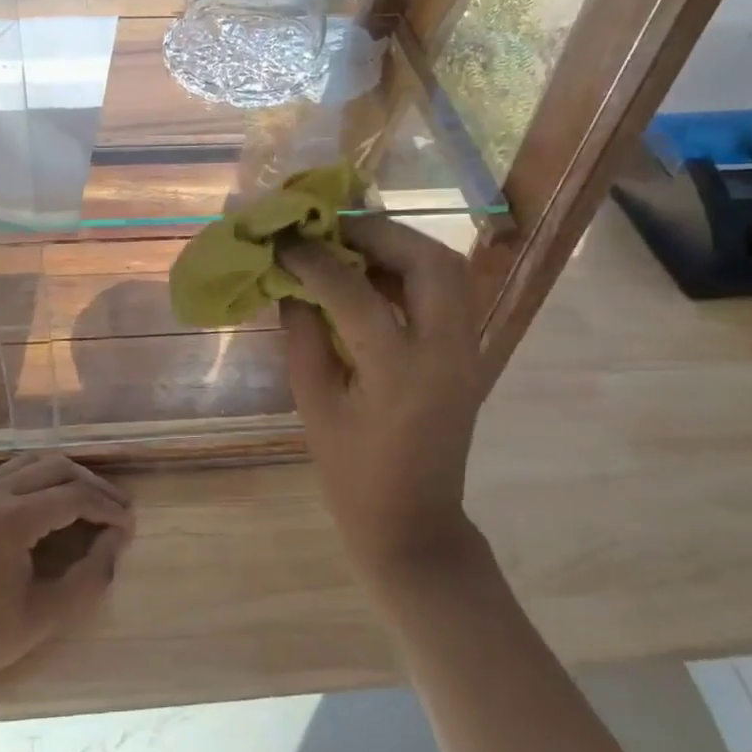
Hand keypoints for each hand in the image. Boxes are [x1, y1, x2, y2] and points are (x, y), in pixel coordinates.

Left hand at [0, 453, 132, 705]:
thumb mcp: (45, 616)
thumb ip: (91, 576)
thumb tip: (119, 540)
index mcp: (11, 518)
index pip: (74, 495)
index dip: (108, 507)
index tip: (129, 526)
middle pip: (54, 466)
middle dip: (90, 484)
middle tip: (115, 508)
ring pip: (26, 464)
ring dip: (61, 476)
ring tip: (86, 500)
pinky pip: (2, 477)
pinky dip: (32, 482)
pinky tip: (44, 507)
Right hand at [281, 217, 486, 582]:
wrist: (414, 524)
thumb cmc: (352, 473)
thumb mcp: (313, 402)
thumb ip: (303, 332)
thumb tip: (291, 279)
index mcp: (399, 370)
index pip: (354, 291)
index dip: (314, 259)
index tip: (284, 240)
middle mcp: (445, 350)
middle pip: (429, 261)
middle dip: (378, 232)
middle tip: (332, 227)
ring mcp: (465, 350)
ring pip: (448, 269)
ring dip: (400, 245)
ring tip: (351, 242)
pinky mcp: (467, 353)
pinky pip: (446, 290)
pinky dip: (411, 269)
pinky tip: (372, 273)